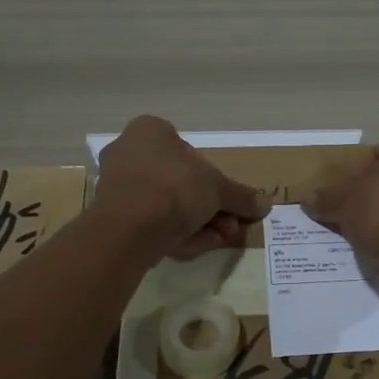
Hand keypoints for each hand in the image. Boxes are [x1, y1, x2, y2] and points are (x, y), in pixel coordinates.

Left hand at [97, 115, 268, 259]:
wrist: (129, 226)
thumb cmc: (175, 187)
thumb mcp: (218, 189)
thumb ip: (241, 196)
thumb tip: (267, 203)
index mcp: (149, 131)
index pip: (188, 150)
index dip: (212, 178)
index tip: (228, 201)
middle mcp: (129, 153)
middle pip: (180, 183)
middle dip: (209, 208)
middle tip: (229, 224)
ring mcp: (118, 186)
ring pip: (167, 206)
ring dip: (198, 223)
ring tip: (218, 238)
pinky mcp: (112, 217)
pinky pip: (151, 222)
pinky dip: (175, 234)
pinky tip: (195, 247)